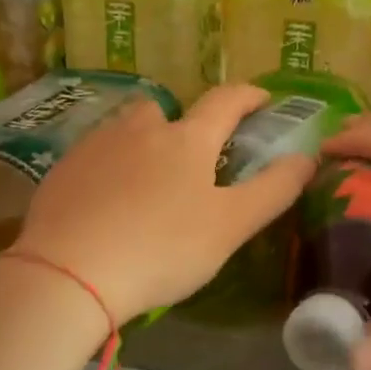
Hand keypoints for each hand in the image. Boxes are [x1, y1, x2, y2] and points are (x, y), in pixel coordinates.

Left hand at [7, 84, 315, 324]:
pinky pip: (96, 154)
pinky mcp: (63, 169)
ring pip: (127, 127)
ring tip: (147, 177)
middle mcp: (141, 129)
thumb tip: (308, 157)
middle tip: (194, 158)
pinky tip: (107, 199)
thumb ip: (273, 190)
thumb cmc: (162, 249)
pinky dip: (110, 165)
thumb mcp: (230, 226)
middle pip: (168, 109)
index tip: (262, 100)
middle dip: (186, 123)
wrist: (69, 273)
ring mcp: (96, 145)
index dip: (249, 96)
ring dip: (144, 139)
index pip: (226, 102)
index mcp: (187, 140)